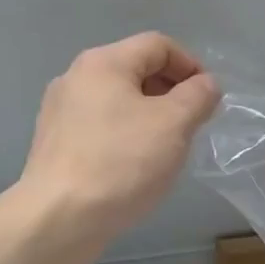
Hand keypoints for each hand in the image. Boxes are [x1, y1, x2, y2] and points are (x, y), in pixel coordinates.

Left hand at [15, 33, 220, 249]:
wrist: (59, 218)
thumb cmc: (121, 163)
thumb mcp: (174, 124)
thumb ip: (197, 97)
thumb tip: (206, 85)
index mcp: (103, 63)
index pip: (158, 45)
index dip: (191, 65)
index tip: (209, 99)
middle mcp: (76, 78)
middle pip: (135, 70)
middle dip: (171, 92)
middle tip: (193, 125)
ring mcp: (60, 112)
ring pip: (118, 101)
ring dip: (150, 116)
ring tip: (167, 149)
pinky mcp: (55, 145)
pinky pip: (101, 127)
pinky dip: (126, 136)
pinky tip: (136, 166)